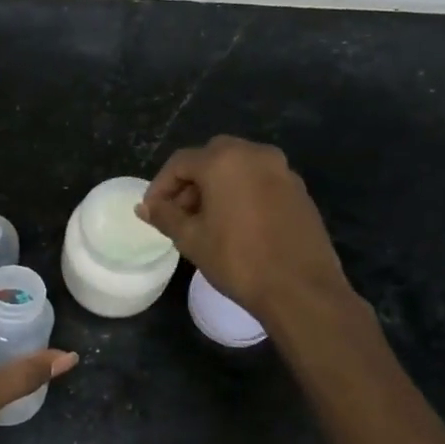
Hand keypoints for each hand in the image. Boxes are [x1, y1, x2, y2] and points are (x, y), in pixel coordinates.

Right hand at [137, 135, 349, 321]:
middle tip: (178, 213)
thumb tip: (144, 207)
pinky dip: (242, 192)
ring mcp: (282, 171)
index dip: (160, 185)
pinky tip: (236, 224)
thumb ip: (165, 216)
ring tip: (205, 220)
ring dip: (217, 186)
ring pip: (238, 167)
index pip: (180, 163)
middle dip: (190, 182)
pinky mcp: (299, 190)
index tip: (151, 210)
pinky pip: (260, 181)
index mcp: (224, 161)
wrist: (300, 289)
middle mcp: (255, 154)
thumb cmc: (238, 260)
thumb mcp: (191, 239)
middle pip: (211, 157)